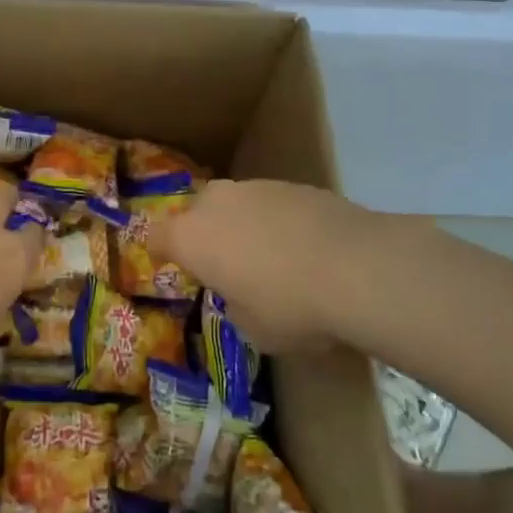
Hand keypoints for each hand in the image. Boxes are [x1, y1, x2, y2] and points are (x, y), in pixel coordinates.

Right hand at [156, 179, 375, 354]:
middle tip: (227, 265)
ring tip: (273, 258)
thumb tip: (243, 294)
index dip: (161, 252)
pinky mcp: (294, 184)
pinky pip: (272, 205)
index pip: (155, 237)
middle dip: (207, 235)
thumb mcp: (253, 329)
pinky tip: (305, 248)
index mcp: (191, 237)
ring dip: (244, 226)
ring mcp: (256, 187)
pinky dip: (279, 222)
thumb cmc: (290, 307)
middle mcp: (216, 203)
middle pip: (197, 214)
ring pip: (237, 205)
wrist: (357, 268)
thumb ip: (236, 305)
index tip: (174, 267)